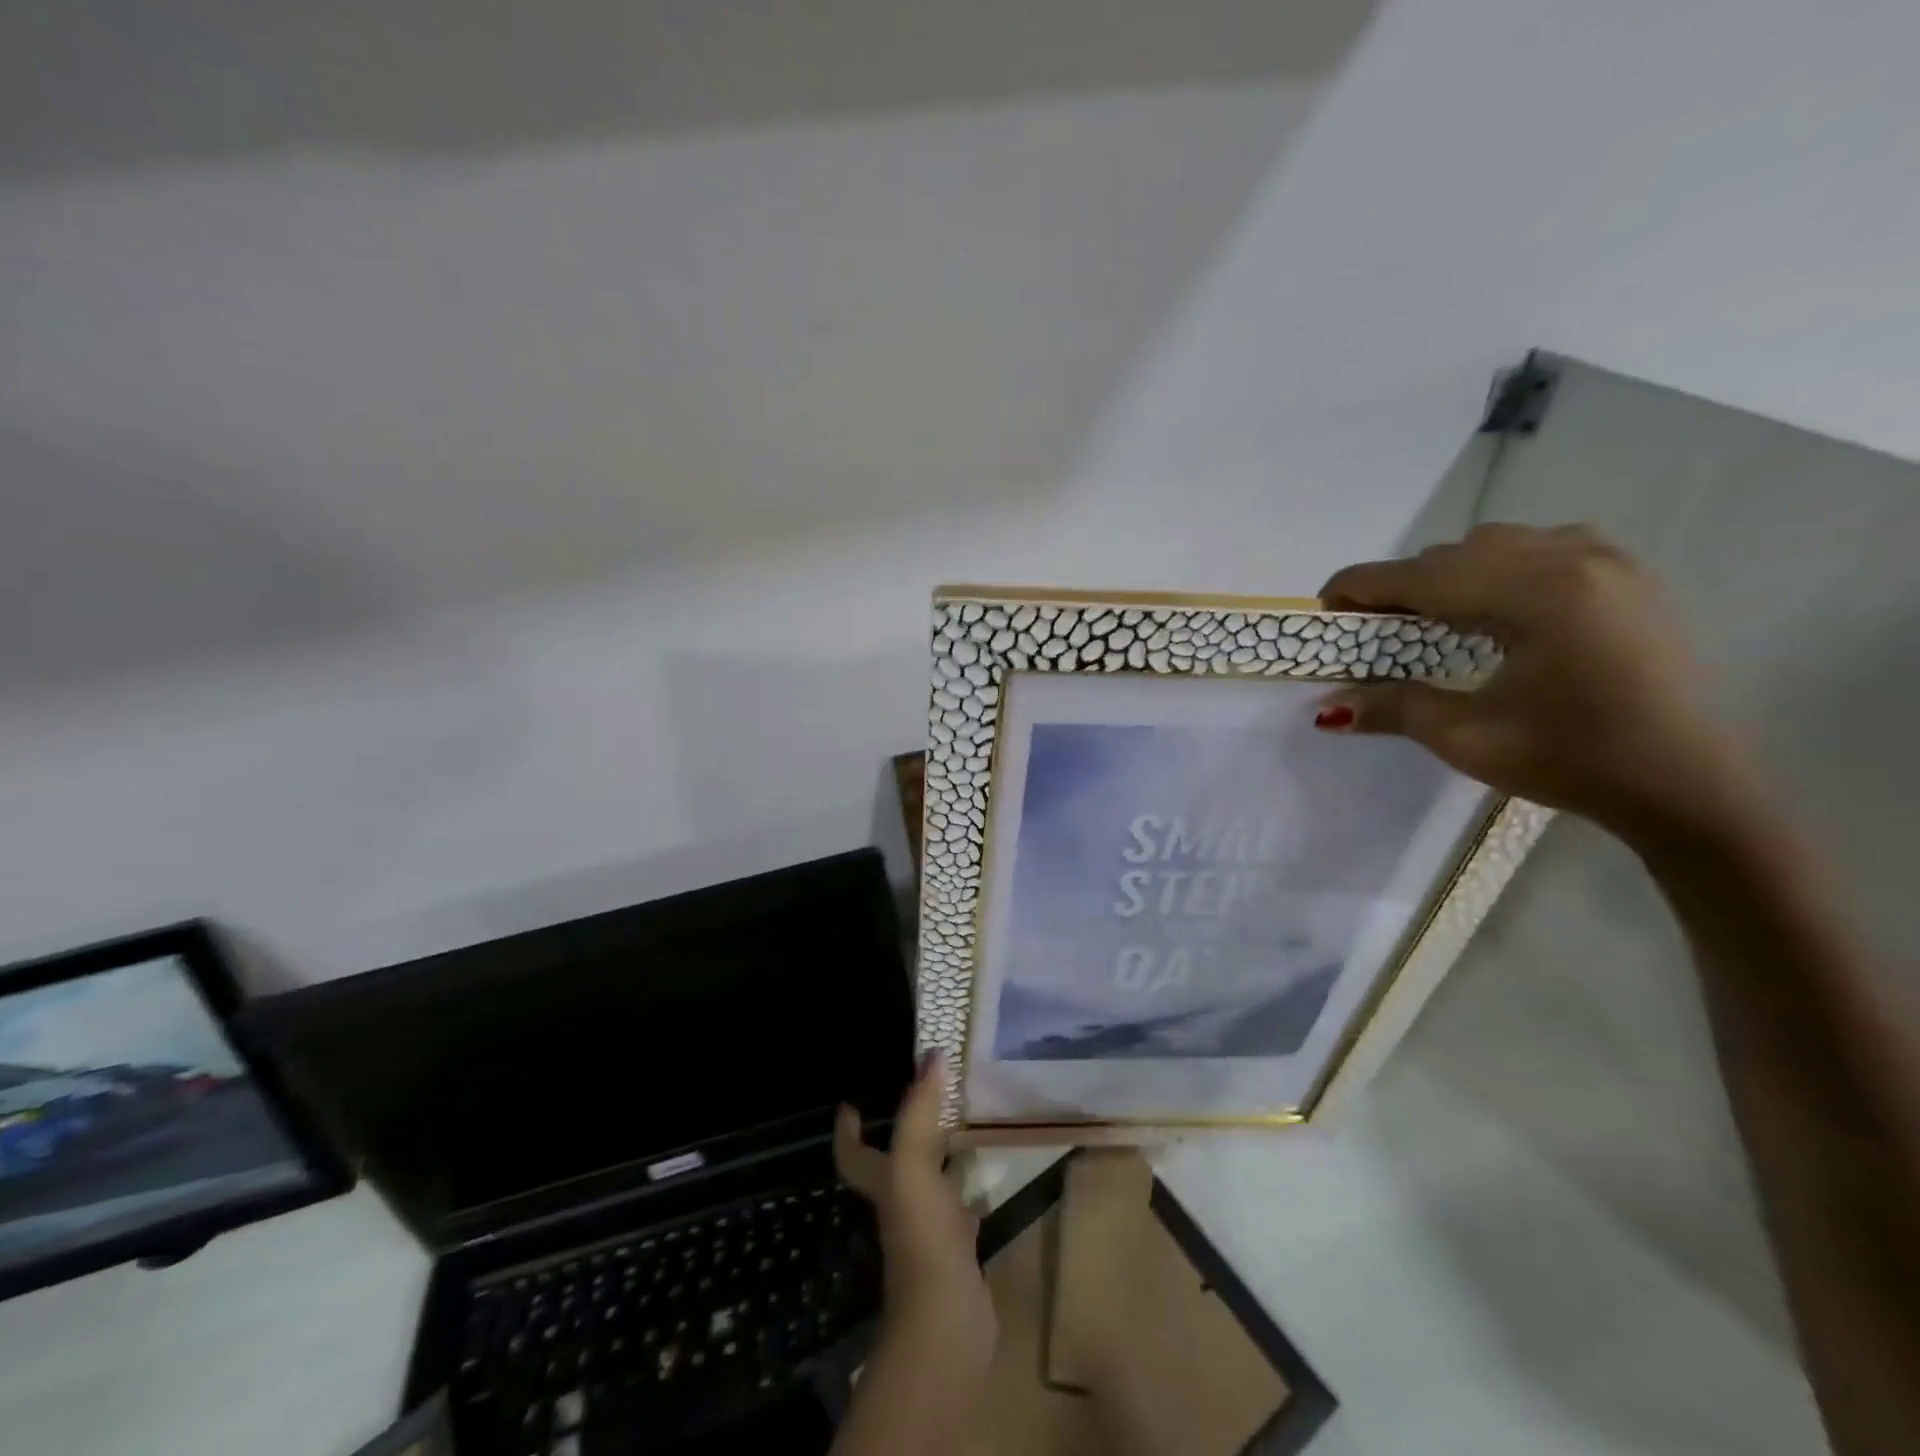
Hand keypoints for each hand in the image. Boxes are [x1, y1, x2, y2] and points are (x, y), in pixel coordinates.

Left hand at [834, 1054, 994, 1374]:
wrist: (947, 1323)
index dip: (848, 1131)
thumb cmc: (922, 1237)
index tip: (851, 1104)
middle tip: (929, 1094)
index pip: (854, 1154)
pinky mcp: (958, 1250)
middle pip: (894, 1161)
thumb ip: (920, 1112)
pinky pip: (961, 1208)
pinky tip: (989, 1175)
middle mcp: (901, 1203)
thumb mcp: (913, 1165)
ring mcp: (929, 1230)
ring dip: (940, 1154)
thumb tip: (933, 1054)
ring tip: (963, 1122)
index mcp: (883, 1183)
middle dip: (905, 1129)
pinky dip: (971, 1188)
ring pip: (930, 1181)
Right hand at [1316, 523, 1748, 840]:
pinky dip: (1500, 566)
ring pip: (1497, 542)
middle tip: (1374, 628)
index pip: (1421, 574)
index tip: (1323, 608)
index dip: (1361, 586)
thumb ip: (1393, 708)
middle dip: (1402, 585)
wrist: (1689, 784)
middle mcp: (1572, 559)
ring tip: (1433, 619)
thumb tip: (1328, 708)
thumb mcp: (1468, 739)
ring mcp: (1609, 559)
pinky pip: (1543, 545)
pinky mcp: (1630, 572)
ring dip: (1450, 573)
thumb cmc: (1573, 762)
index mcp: (1534, 596)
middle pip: (1454, 554)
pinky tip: (1497, 605)